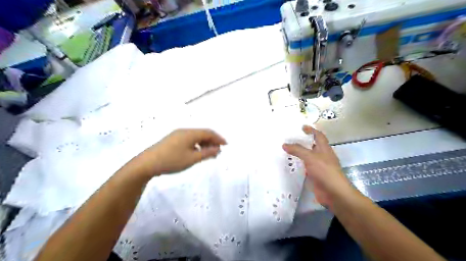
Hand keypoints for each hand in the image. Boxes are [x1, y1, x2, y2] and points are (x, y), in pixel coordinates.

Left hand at [132, 129, 226, 176]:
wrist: (146, 164)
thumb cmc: (171, 161)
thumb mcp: (192, 159)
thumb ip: (207, 153)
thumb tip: (218, 149)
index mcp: (190, 133)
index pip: (209, 132)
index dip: (219, 138)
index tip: (226, 145)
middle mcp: (184, 131)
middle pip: (202, 133)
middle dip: (212, 141)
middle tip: (218, 152)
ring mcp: (177, 135)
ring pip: (195, 136)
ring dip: (204, 143)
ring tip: (209, 154)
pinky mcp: (172, 140)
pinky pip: (189, 139)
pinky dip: (196, 145)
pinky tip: (196, 153)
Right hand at [285, 125, 357, 208]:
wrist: (333, 192)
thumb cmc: (324, 171)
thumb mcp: (310, 157)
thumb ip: (297, 150)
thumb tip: (284, 144)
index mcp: (324, 148)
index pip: (318, 136)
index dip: (311, 130)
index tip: (302, 127)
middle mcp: (322, 156)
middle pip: (313, 145)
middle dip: (303, 141)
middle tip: (290, 138)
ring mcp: (319, 166)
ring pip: (308, 156)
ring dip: (300, 153)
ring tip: (288, 150)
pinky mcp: (315, 175)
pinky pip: (306, 167)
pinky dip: (299, 164)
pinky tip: (291, 164)